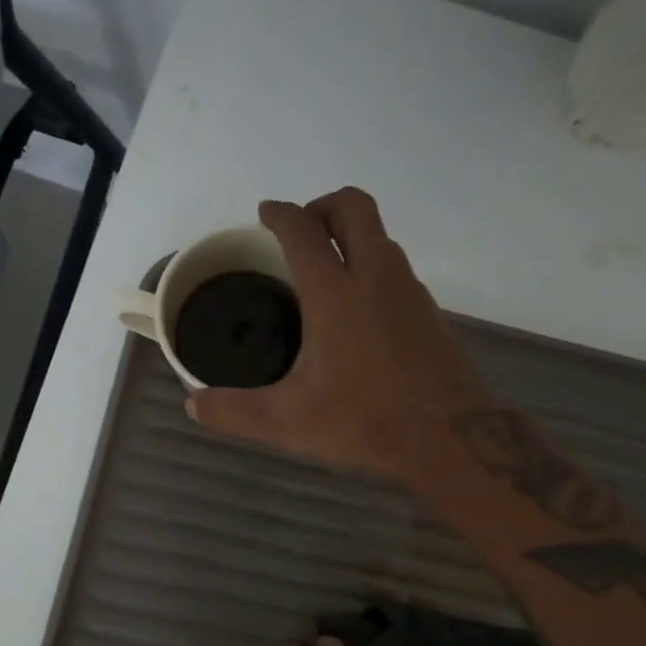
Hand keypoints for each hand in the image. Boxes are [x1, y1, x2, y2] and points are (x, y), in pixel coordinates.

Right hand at [186, 188, 492, 484]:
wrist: (451, 440)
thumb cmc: (365, 422)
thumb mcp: (288, 422)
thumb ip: (235, 412)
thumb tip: (193, 405)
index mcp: (335, 294)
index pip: (303, 230)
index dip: (280, 214)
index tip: (266, 213)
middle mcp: (375, 277)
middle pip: (354, 207)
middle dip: (323, 205)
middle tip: (301, 232)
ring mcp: (409, 291)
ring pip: (381, 235)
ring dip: (351, 235)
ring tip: (326, 268)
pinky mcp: (430, 311)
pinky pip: (396, 267)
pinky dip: (372, 265)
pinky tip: (359, 310)